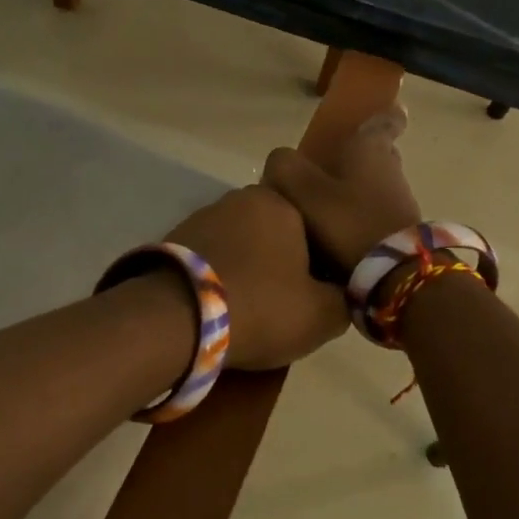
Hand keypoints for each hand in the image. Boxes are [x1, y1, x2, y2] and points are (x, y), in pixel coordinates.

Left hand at [166, 186, 348, 368]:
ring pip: (240, 244)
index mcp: (280, 203)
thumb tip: (343, 293)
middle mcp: (239, 198)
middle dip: (281, 262)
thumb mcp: (322, 315)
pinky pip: (209, 258)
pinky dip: (218, 277)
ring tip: (247, 309)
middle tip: (284, 303)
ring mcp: (201, 216)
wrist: (174, 320)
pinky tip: (218, 306)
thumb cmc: (259, 308)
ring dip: (247, 269)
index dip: (320, 262)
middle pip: (274, 232)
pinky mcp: (172, 240)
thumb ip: (345, 299)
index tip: (316, 294)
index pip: (314, 226)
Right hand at [262, 106, 419, 271]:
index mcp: (371, 148)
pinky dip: (359, 216)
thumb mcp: (303, 190)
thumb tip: (279, 162)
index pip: (385, 121)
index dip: (385, 114)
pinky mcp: (400, 231)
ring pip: (375, 185)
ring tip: (325, 205)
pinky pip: (375, 213)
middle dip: (358, 156)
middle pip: (378, 154)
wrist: (394, 274)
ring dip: (355, 190)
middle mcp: (391, 169)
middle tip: (331, 165)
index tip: (389, 111)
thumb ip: (284, 167)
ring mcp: (399, 202)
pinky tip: (337, 232)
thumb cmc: (349, 221)